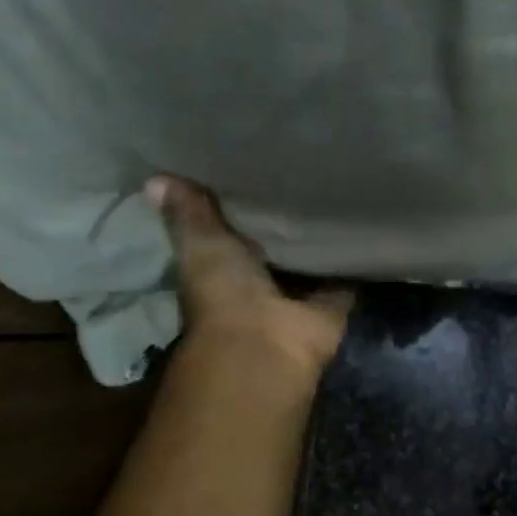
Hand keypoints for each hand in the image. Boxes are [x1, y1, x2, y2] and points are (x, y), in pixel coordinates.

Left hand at [148, 176, 351, 378]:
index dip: (231, 207)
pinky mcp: (331, 306)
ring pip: (307, 263)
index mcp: (219, 269)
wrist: (265, 343)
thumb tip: (155, 179)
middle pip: (270, 248)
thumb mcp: (200, 242)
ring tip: (333, 192)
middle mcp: (257, 283)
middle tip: (296, 173)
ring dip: (316, 239)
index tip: (244, 171)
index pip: (225, 232)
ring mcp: (295, 297)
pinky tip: (361, 226)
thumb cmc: (223, 292)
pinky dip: (352, 261)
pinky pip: (344, 278)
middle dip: (279, 222)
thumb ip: (188, 212)